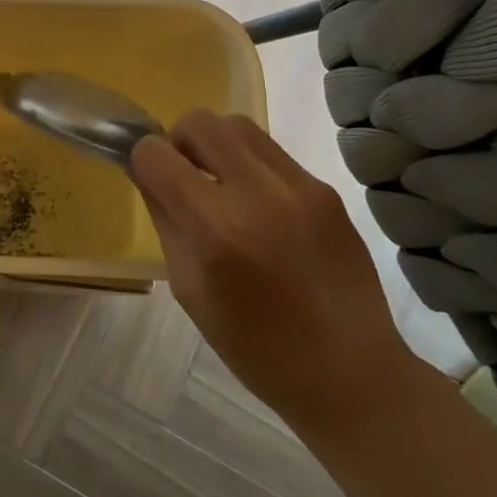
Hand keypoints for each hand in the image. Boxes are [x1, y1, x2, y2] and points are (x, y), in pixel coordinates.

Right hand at [131, 111, 425, 437]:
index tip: (151, 180)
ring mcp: (299, 187)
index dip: (143, 161)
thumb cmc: (256, 348)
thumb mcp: (189, 290)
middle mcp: (258, 195)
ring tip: (222, 186)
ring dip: (217, 146)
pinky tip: (262, 208)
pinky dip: (252, 166)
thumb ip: (165, 221)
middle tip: (186, 177)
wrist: (353, 375)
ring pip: (238, 125)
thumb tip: (148, 174)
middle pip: (199, 121)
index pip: (156, 154)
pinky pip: (272, 153)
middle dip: (179, 141)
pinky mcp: (326, 190)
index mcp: (215, 230)